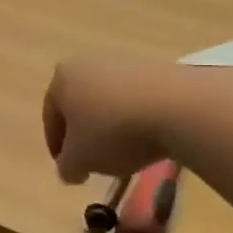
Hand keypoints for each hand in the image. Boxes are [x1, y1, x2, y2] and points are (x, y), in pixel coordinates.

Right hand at [42, 56, 174, 184]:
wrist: (181, 108)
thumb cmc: (113, 131)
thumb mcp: (79, 161)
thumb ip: (66, 167)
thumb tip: (70, 170)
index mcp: (62, 77)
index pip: (51, 116)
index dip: (58, 147)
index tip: (70, 169)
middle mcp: (90, 63)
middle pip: (81, 106)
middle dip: (86, 133)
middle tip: (95, 161)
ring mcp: (128, 63)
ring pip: (111, 102)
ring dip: (114, 127)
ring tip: (127, 153)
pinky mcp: (161, 70)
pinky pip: (140, 100)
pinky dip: (140, 120)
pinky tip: (151, 140)